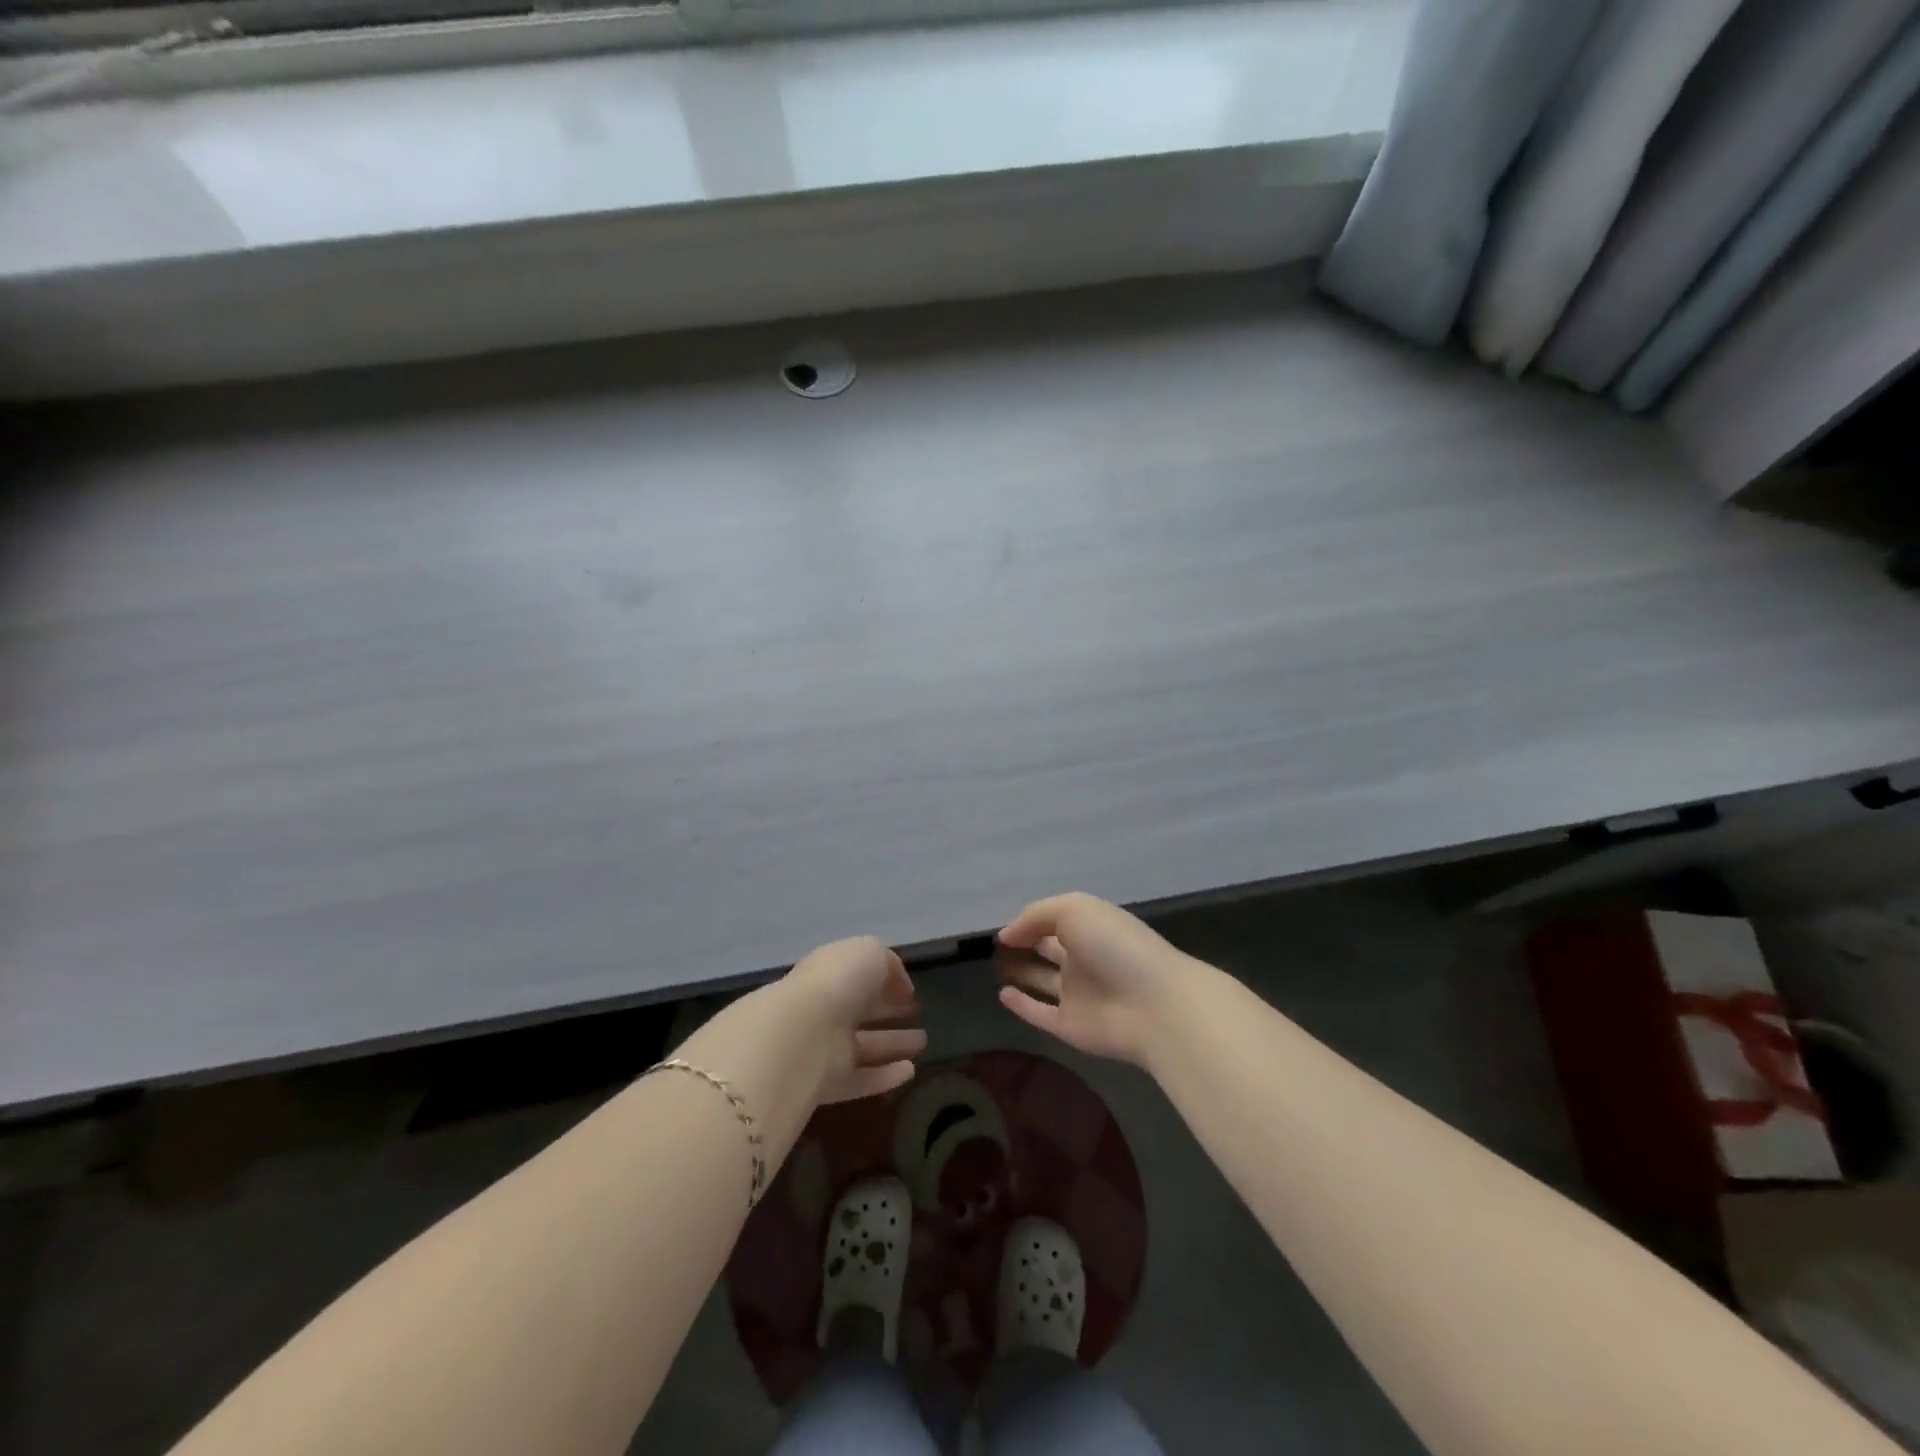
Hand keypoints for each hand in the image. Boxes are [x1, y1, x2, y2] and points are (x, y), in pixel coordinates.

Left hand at [782, 936, 926, 1103]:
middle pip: (861, 1011)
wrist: (802, 1035)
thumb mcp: (870, 953)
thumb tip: (901, 987)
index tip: (910, 992)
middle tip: (917, 1014)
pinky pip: (862, 1079)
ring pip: (865, 1046)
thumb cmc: (838, 982)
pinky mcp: (828, 1084)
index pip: (858, 977)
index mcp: (830, 973)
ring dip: (893, 1043)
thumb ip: (888, 965)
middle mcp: (825, 1009)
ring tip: (924, 1042)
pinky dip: (885, 1076)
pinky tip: (911, 1071)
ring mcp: (825, 1048)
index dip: (885, 982)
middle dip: (889, 1011)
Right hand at [995, 893, 1192, 1067]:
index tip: (1002, 928)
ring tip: (994, 965)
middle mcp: (1083, 958)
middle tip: (993, 946)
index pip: (1054, 921)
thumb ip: (1036, 916)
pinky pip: (1040, 1013)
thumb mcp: (1074, 910)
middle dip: (1025, 944)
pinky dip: (1022, 1005)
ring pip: (1042, 981)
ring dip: (1021, 972)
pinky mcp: (1071, 1026)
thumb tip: (1006, 934)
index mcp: (1090, 928)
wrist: (1154, 1005)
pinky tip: (1002, 995)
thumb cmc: (1115, 946)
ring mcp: (1078, 994)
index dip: (1030, 922)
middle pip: (1048, 949)